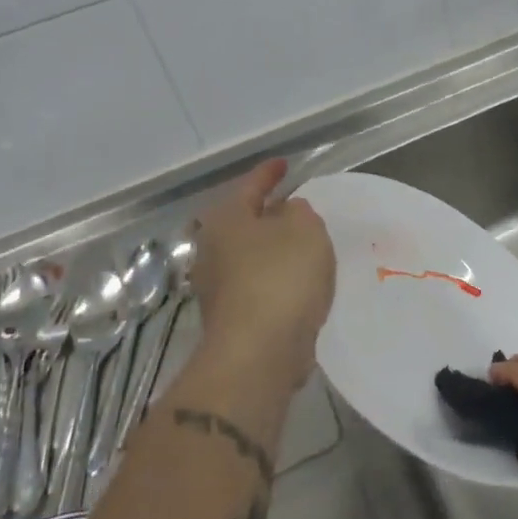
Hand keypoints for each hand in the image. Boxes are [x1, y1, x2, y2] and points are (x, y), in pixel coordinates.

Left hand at [188, 161, 335, 391]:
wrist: (258, 354)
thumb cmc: (280, 277)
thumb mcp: (304, 228)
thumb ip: (299, 211)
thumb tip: (287, 212)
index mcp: (226, 219)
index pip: (250, 185)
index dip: (269, 172)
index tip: (284, 164)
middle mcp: (213, 250)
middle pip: (245, 222)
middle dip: (269, 214)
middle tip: (296, 205)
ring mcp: (218, 287)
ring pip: (251, 256)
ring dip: (274, 249)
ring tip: (304, 245)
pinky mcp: (232, 319)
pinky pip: (259, 285)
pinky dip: (277, 278)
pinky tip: (299, 282)